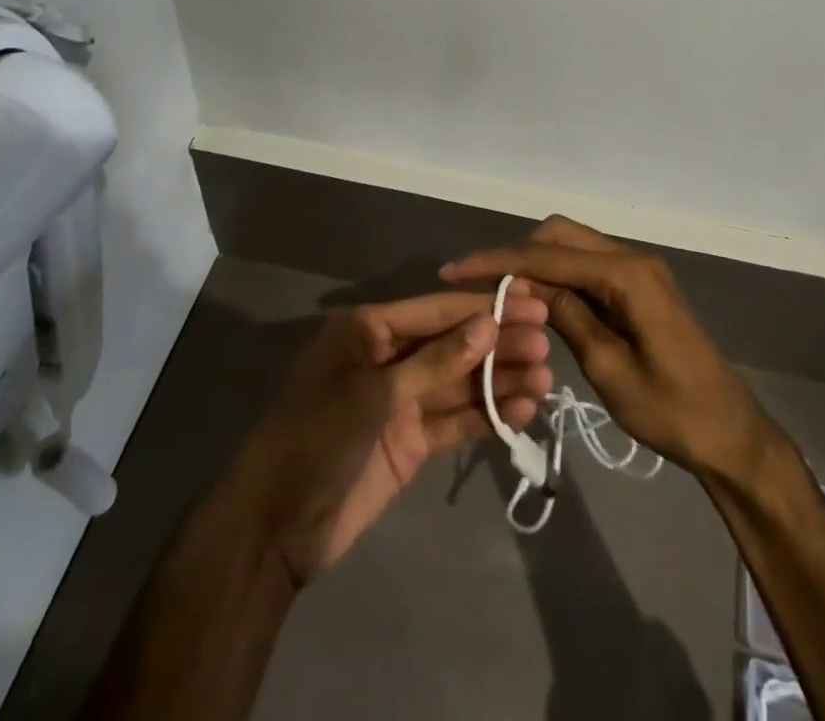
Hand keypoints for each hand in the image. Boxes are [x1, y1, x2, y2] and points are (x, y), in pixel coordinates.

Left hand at [222, 286, 551, 586]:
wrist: (276, 525)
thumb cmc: (317, 436)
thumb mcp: (375, 392)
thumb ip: (436, 361)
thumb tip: (488, 324)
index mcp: (369, 329)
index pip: (437, 310)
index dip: (483, 305)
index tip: (530, 299)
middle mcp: (389, 357)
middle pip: (453, 343)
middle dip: (499, 341)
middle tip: (547, 340)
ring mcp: (402, 401)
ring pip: (460, 382)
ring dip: (500, 379)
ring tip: (546, 376)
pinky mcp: (412, 442)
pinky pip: (456, 420)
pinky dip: (487, 416)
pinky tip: (524, 410)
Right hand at [443, 218, 771, 481]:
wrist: (730, 432)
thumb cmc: (672, 411)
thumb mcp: (609, 370)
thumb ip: (566, 317)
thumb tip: (523, 284)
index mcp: (626, 276)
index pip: (548, 255)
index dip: (498, 261)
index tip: (455, 271)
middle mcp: (632, 258)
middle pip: (560, 235)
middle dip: (516, 253)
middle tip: (479, 287)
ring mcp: (638, 270)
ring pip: (573, 245)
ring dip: (536, 262)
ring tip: (500, 294)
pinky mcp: (639, 285)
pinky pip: (588, 264)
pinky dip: (558, 275)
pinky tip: (537, 300)